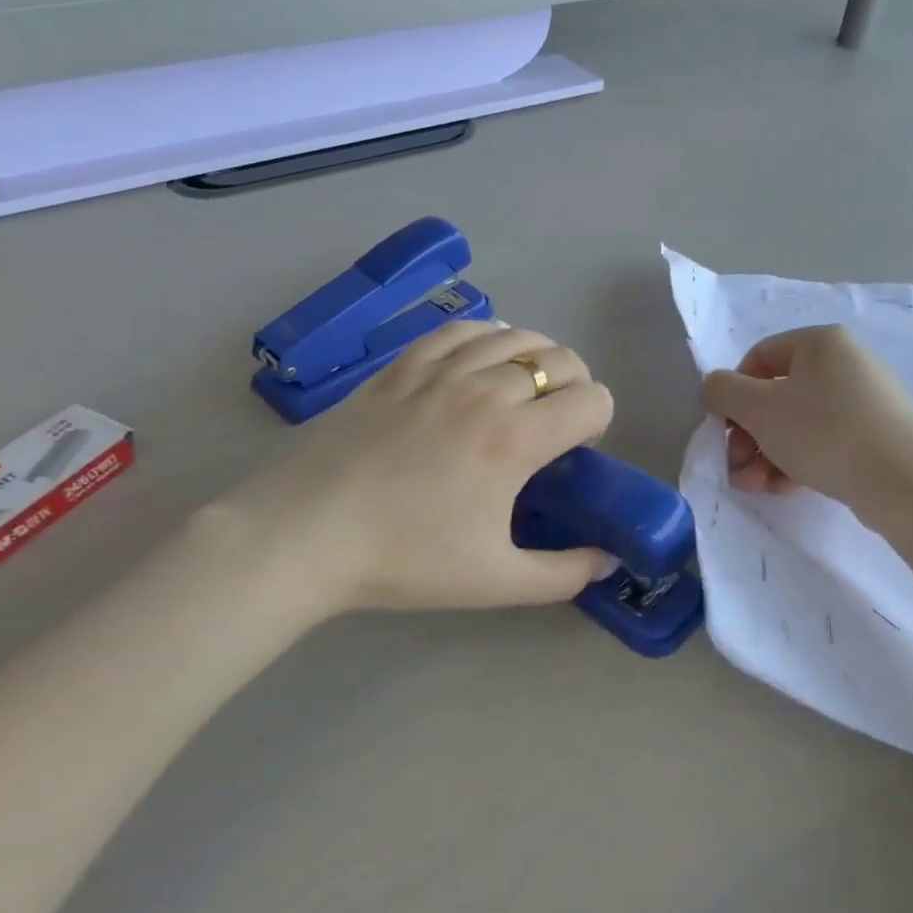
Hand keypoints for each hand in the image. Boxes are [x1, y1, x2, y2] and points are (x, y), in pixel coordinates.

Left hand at [213, 321, 617, 616]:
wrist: (305, 535)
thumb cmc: (405, 559)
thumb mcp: (496, 582)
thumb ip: (563, 574)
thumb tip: (607, 561)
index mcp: (515, 439)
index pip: (591, 399)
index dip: (598, 422)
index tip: (574, 453)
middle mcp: (484, 390)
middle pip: (560, 360)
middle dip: (574, 387)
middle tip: (552, 426)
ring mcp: (437, 371)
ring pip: (513, 335)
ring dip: (536, 358)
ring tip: (522, 390)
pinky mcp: (398, 367)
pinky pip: (458, 331)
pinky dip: (485, 337)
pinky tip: (479, 359)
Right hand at [700, 325, 912, 513]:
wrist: (904, 483)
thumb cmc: (824, 433)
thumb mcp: (759, 409)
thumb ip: (723, 391)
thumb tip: (715, 387)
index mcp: (821, 342)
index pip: (758, 357)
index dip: (734, 393)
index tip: (726, 429)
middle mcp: (846, 363)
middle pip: (776, 395)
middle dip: (749, 435)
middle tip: (739, 467)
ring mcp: (865, 400)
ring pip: (797, 424)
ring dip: (767, 455)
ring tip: (758, 487)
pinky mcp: (877, 435)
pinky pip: (824, 441)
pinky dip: (798, 461)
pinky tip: (785, 488)